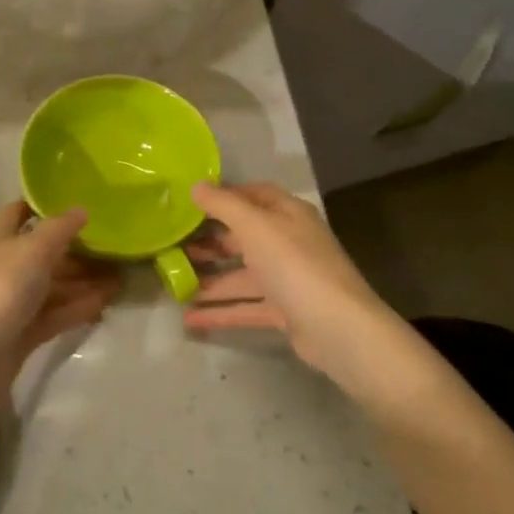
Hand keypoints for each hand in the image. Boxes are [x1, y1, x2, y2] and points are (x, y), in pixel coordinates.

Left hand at [0, 202, 120, 388]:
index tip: (77, 206)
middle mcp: (0, 268)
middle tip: (112, 249)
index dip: (43, 206)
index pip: (17, 213)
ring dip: (82, 282)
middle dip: (75, 251)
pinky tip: (104, 304)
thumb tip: (80, 209)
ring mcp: (9, 304)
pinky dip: (76, 308)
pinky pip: (53, 315)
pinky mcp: (19, 334)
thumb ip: (59, 229)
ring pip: (50, 287)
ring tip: (119, 279)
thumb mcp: (33, 250)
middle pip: (40, 254)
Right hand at [184, 182, 408, 405]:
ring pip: (242, 276)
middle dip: (211, 243)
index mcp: (288, 214)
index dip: (224, 196)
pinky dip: (221, 311)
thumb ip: (223, 205)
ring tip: (175, 284)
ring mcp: (288, 279)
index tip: (190, 202)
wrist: (338, 328)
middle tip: (175, 246)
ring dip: (210, 281)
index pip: (254, 195)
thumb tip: (196, 185)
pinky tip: (190, 318)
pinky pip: (246, 306)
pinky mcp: (285, 312)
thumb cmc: (295, 265)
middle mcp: (289, 242)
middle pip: (244, 237)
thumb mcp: (255, 227)